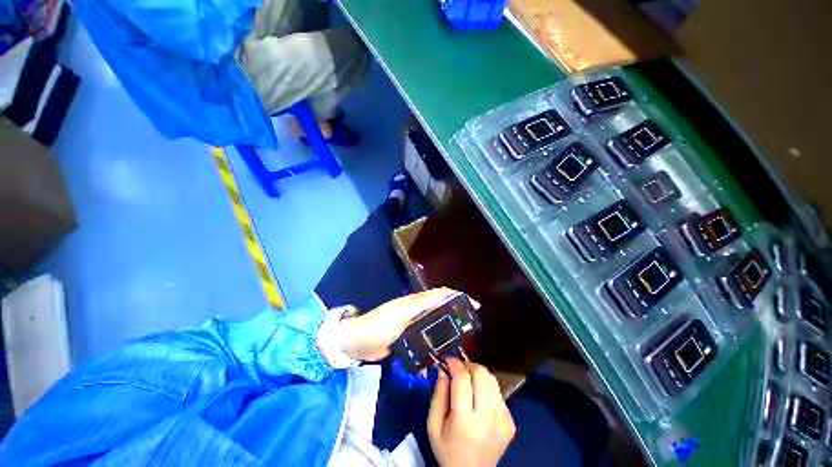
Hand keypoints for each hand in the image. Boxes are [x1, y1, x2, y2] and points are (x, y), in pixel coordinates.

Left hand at [338, 288, 458, 361]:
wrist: (356, 342)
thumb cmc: (379, 324)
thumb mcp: (401, 312)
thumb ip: (421, 304)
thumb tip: (443, 293)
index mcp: (416, 303)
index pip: (441, 295)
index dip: (458, 297)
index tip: (474, 306)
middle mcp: (417, 313)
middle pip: (440, 312)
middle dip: (455, 318)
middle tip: (469, 332)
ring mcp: (412, 328)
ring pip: (433, 329)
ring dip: (444, 337)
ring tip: (457, 350)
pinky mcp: (407, 342)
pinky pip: (423, 345)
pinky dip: (430, 353)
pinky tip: (434, 364)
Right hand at [428, 358, 515, 466]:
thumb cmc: (447, 451)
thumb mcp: (433, 425)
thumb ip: (438, 395)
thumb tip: (443, 369)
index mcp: (465, 421)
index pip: (463, 379)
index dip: (455, 364)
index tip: (447, 360)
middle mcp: (488, 418)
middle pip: (482, 374)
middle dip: (468, 365)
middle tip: (458, 369)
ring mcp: (503, 420)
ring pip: (492, 379)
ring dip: (478, 375)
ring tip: (468, 381)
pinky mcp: (511, 422)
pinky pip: (498, 393)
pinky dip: (487, 389)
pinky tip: (479, 398)